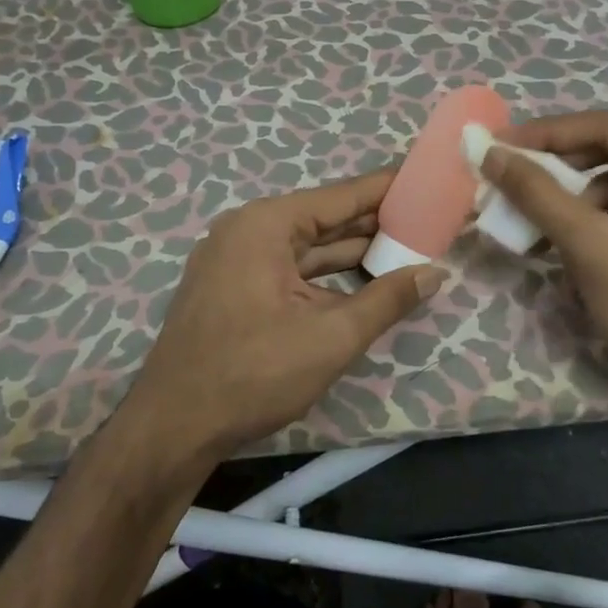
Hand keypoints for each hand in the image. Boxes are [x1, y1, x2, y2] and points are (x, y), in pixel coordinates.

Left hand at [126, 171, 444, 459]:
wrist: (173, 427)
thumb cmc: (253, 373)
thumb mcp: (331, 337)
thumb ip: (387, 300)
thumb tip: (435, 272)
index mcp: (266, 224)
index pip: (342, 195)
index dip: (389, 190)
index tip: (429, 180)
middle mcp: (248, 230)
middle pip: (325, 218)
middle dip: (376, 223)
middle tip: (429, 219)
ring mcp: (235, 259)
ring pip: (307, 247)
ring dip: (353, 252)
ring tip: (408, 247)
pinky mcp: (233, 287)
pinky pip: (289, 269)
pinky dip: (325, 275)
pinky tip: (362, 280)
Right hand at [482, 112, 607, 430]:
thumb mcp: (591, 245)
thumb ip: (538, 193)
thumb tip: (490, 153)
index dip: (550, 133)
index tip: (499, 142)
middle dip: (557, 169)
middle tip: (506, 173)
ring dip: (569, 202)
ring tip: (528, 219)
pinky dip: (588, 227)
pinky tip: (558, 247)